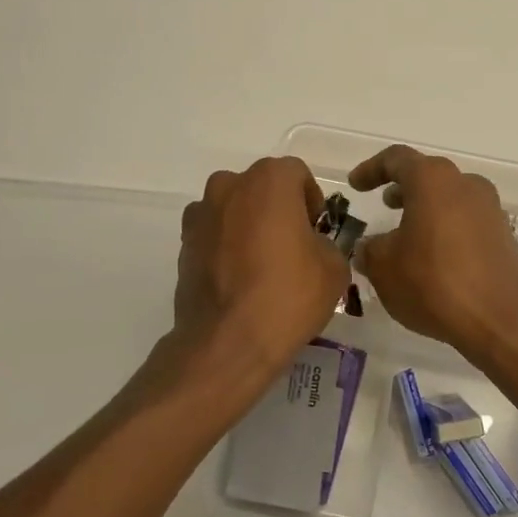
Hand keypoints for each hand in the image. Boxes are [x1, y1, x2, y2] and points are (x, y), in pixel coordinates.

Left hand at [149, 157, 349, 404]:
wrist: (227, 342)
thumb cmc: (287, 295)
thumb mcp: (334, 269)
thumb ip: (327, 244)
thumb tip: (313, 246)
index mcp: (269, 180)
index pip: (297, 174)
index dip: (311, 200)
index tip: (317, 231)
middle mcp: (229, 186)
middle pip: (261, 187)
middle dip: (277, 209)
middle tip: (292, 246)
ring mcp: (201, 214)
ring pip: (233, 208)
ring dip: (248, 224)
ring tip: (261, 264)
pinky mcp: (183, 243)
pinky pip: (213, 234)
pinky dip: (225, 246)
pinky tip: (238, 279)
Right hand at [349, 145, 517, 358]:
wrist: (500, 321)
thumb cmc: (434, 283)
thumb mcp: (384, 268)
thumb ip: (370, 249)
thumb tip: (370, 247)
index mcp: (432, 179)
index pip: (396, 159)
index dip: (371, 169)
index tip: (355, 185)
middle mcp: (465, 184)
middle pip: (428, 176)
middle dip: (402, 188)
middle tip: (384, 205)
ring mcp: (490, 209)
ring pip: (449, 198)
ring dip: (425, 210)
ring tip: (405, 234)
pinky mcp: (503, 236)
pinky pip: (466, 221)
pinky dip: (445, 229)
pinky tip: (433, 257)